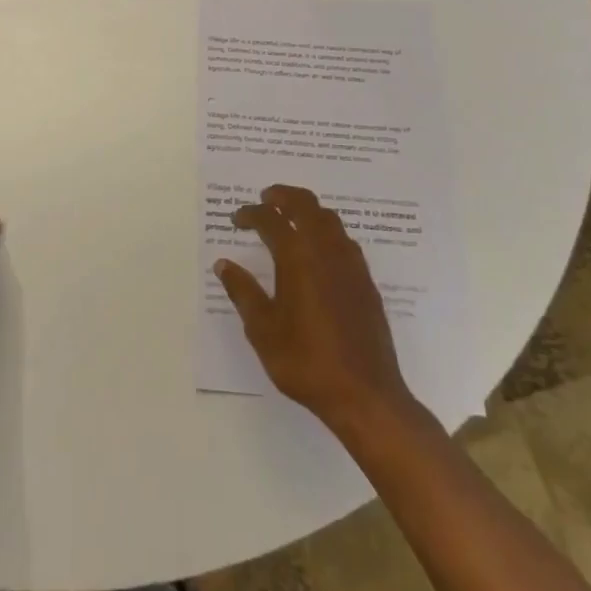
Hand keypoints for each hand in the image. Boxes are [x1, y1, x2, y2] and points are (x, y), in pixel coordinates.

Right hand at [216, 184, 415, 432]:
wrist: (365, 395)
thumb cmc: (306, 361)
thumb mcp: (262, 329)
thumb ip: (242, 292)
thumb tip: (224, 264)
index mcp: (297, 257)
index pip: (270, 220)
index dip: (250, 214)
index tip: (237, 219)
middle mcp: (326, 250)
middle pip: (305, 204)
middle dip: (283, 196)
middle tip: (266, 199)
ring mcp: (351, 264)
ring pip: (329, 218)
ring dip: (307, 210)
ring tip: (291, 219)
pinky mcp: (366, 281)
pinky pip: (344, 239)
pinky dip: (326, 230)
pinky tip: (318, 251)